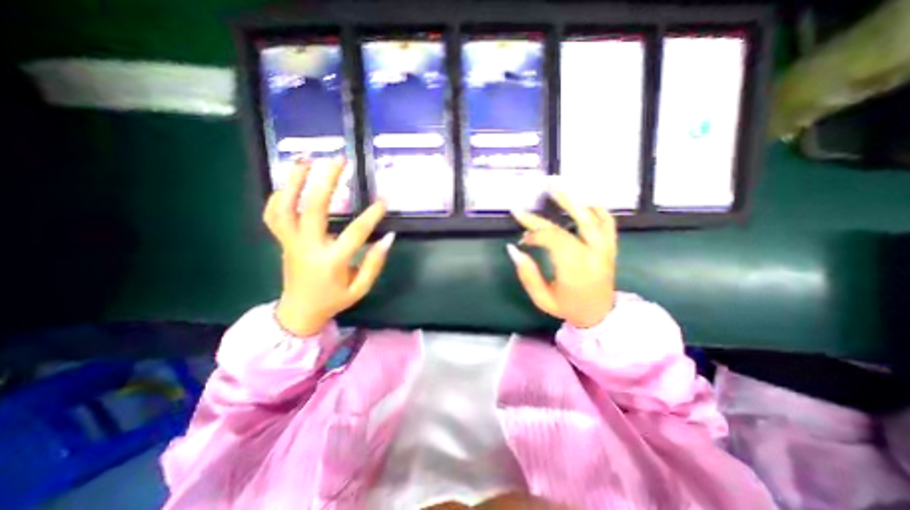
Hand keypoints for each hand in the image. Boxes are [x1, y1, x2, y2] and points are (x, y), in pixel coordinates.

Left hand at [262, 157, 393, 336]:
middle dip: (326, 181)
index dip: (372, 215)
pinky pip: (273, 215)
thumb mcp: (360, 288)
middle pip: (313, 208)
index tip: (384, 199)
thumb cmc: (334, 300)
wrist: (299, 312)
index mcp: (331, 261)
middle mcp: (308, 247)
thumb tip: (389, 238)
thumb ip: (375, 263)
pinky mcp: (282, 241)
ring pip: (285, 206)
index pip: (356, 233)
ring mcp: (290, 242)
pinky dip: (278, 196)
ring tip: (306, 159)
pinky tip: (290, 182)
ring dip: (294, 180)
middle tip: (339, 160)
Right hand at [508, 186, 613, 327]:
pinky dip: (597, 208)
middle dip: (555, 207)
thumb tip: (513, 248)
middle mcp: (594, 255)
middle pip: (573, 224)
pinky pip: (608, 222)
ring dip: (577, 200)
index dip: (535, 234)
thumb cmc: (567, 307)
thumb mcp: (542, 298)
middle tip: (540, 191)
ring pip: (594, 218)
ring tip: (560, 185)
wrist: (599, 315)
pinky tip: (585, 197)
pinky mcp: (611, 247)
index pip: (554, 239)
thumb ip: (527, 275)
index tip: (523, 238)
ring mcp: (606, 249)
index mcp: (575, 269)